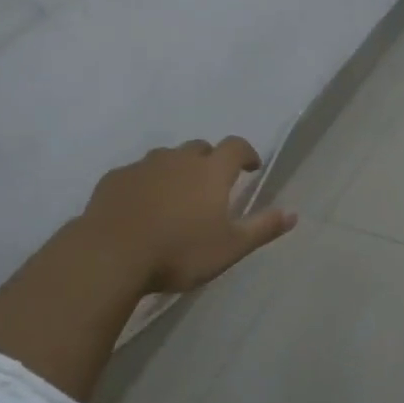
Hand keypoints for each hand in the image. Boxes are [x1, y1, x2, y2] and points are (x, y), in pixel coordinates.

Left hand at [78, 137, 297, 294]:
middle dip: (210, 161)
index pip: (235, 147)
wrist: (110, 255)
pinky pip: (137, 174)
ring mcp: (143, 166)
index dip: (246, 153)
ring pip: (166, 158)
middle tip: (212, 186)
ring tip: (176, 197)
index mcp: (211, 172)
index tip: (250, 167)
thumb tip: (293, 213)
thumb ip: (262, 228)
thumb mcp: (230, 248)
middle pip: (200, 148)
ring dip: (177, 170)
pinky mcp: (114, 179)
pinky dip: (146, 183)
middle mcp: (178, 159)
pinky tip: (142, 207)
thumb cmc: (179, 252)